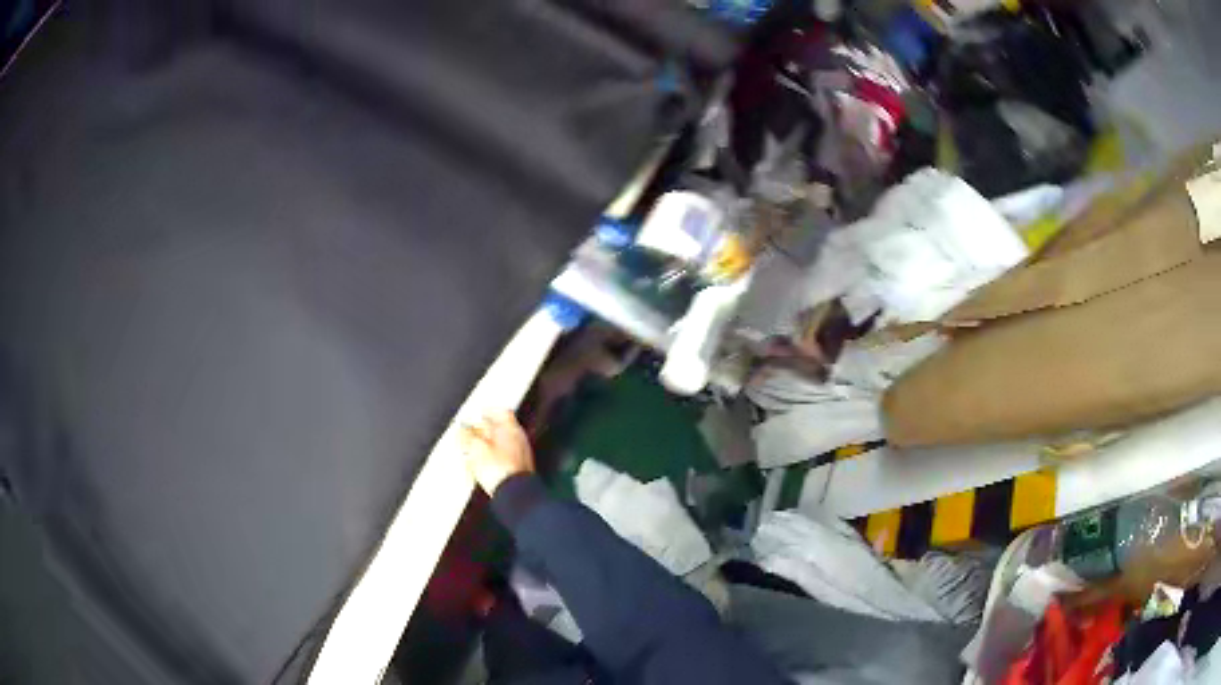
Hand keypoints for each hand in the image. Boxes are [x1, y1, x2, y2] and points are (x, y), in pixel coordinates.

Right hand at [460, 410, 534, 494]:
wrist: (514, 493)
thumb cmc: (498, 468)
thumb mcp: (475, 448)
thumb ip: (467, 435)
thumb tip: (462, 428)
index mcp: (510, 428)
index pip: (502, 412)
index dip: (489, 411)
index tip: (480, 412)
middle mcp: (519, 439)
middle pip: (502, 428)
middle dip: (486, 429)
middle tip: (472, 430)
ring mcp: (521, 455)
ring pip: (502, 444)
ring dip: (488, 444)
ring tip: (473, 448)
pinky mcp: (518, 470)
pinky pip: (504, 458)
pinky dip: (493, 457)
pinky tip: (483, 464)